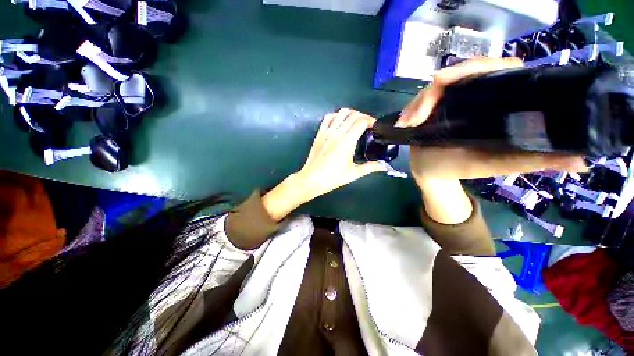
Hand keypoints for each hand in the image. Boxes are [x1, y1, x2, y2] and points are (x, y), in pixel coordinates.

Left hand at [295, 108, 386, 199]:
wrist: (311, 179)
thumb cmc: (332, 178)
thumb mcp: (353, 174)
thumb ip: (370, 167)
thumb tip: (385, 166)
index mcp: (346, 142)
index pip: (361, 121)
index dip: (371, 120)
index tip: (375, 127)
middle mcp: (337, 133)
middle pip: (353, 115)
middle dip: (363, 116)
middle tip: (368, 125)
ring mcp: (326, 132)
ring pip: (340, 113)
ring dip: (351, 114)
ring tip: (355, 122)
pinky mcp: (319, 134)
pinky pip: (328, 118)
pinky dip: (336, 115)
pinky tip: (340, 122)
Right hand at [396, 57, 586, 183]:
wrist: (430, 170)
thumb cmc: (461, 168)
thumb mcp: (495, 165)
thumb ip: (530, 161)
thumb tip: (581, 164)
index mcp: (498, 103)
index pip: (498, 70)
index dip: (478, 67)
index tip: (451, 79)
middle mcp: (476, 95)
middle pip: (463, 73)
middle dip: (439, 86)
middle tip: (421, 109)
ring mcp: (452, 99)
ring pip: (437, 86)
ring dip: (419, 102)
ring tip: (408, 122)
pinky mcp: (433, 106)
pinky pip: (422, 98)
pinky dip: (412, 107)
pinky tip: (404, 121)